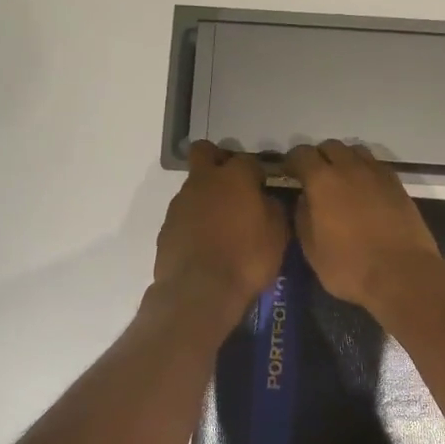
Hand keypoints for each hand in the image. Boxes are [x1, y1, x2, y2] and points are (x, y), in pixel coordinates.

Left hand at [153, 142, 288, 323]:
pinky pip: (185, 213)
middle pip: (204, 152)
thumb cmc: (246, 259)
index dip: (257, 172)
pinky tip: (206, 242)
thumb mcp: (277, 236)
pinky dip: (195, 220)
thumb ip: (274, 209)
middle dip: (218, 160)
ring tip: (222, 224)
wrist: (199, 291)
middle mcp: (204, 181)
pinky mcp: (167, 226)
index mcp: (234, 177)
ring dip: (207, 195)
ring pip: (194, 184)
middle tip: (233, 183)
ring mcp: (181, 202)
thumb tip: (268, 200)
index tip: (264, 187)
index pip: (248, 159)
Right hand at [283, 141, 442, 311]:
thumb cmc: (349, 267)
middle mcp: (350, 168)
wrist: (402, 274)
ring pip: (356, 151)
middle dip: (319, 157)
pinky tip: (364, 190)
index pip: (301, 154)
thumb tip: (305, 199)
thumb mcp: (312, 249)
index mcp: (322, 181)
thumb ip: (303, 217)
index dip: (291, 161)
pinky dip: (365, 170)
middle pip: (330, 146)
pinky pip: (376, 165)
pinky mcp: (397, 184)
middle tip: (315, 178)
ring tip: (341, 181)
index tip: (288, 174)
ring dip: (344, 160)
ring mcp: (377, 174)